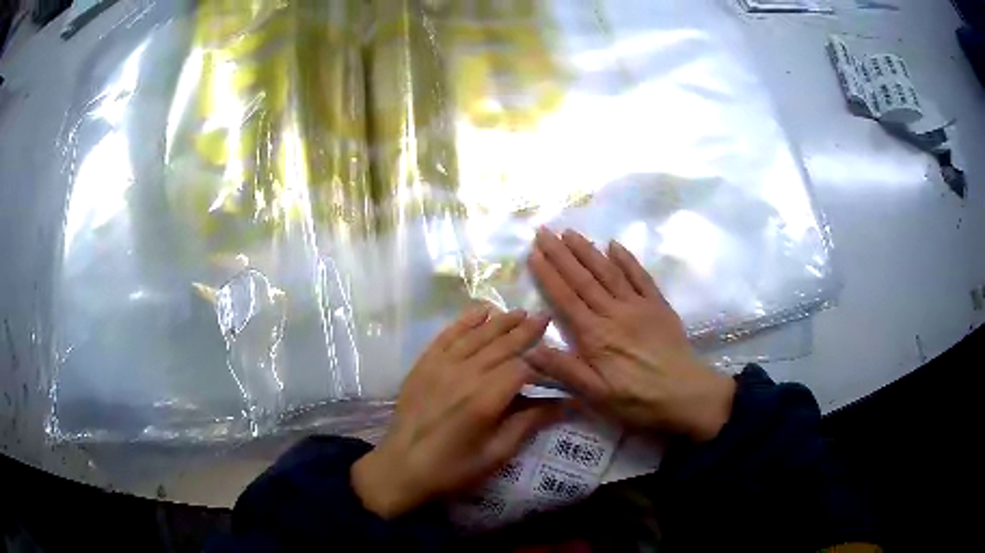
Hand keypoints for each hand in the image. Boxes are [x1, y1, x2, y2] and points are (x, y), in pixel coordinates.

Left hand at [351, 305, 563, 518]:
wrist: (401, 468)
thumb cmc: (453, 469)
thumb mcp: (496, 454)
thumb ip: (528, 424)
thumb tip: (564, 403)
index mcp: (485, 399)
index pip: (522, 368)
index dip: (540, 364)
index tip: (555, 362)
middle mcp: (465, 375)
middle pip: (501, 345)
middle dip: (526, 331)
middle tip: (545, 317)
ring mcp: (441, 366)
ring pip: (477, 336)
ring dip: (501, 322)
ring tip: (521, 312)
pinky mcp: (424, 364)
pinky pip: (448, 336)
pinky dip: (465, 321)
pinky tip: (480, 312)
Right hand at [526, 228, 734, 441]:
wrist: (686, 395)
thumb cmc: (637, 400)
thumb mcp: (596, 395)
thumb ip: (564, 370)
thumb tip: (529, 349)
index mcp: (595, 335)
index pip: (566, 298)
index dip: (548, 275)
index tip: (533, 254)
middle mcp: (614, 313)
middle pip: (583, 279)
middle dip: (561, 254)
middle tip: (544, 232)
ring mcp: (638, 306)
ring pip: (608, 272)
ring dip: (588, 251)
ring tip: (570, 232)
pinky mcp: (658, 306)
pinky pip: (641, 277)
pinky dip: (627, 260)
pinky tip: (614, 245)